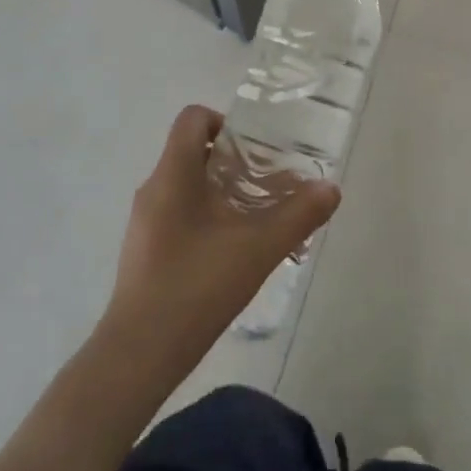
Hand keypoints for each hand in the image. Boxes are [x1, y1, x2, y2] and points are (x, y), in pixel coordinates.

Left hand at [102, 106, 339, 377]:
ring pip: (188, 186)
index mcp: (174, 174)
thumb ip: (298, 215)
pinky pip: (180, 214)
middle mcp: (154, 188)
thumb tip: (331, 189)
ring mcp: (145, 221)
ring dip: (224, 193)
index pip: (192, 118)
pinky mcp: (145, 250)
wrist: (140, 353)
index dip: (226, 121)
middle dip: (235, 163)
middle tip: (270, 184)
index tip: (256, 149)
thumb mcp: (259, 248)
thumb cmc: (197, 286)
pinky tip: (234, 252)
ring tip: (259, 220)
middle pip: (194, 152)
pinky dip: (209, 218)